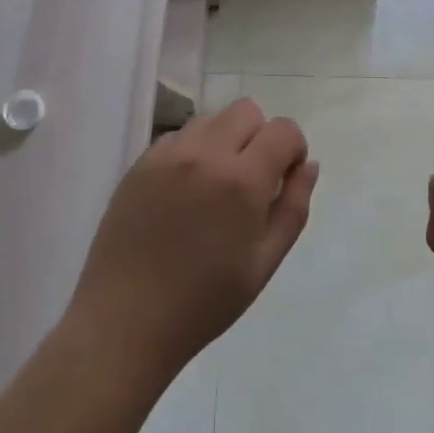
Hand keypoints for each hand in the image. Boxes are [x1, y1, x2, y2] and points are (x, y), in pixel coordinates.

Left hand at [69, 99, 316, 378]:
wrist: (125, 321)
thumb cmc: (204, 301)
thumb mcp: (264, 262)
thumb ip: (293, 207)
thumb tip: (308, 165)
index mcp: (242, 180)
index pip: (282, 130)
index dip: (292, 149)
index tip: (284, 177)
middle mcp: (204, 154)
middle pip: (246, 111)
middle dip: (259, 137)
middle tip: (250, 181)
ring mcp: (167, 154)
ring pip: (211, 120)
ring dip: (224, 141)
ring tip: (214, 187)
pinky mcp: (139, 163)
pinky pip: (178, 137)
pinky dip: (191, 152)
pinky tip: (183, 194)